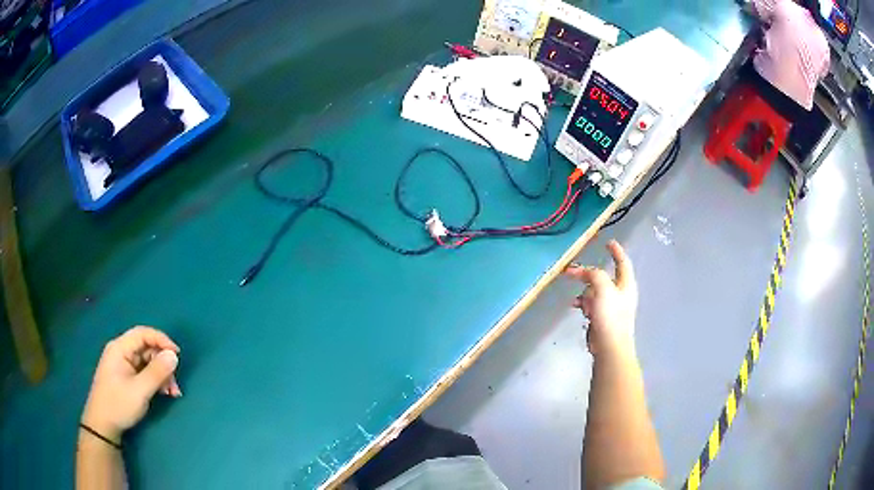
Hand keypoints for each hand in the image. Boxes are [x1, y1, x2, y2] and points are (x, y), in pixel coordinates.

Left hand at [81, 326, 181, 442]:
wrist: (103, 424)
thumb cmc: (118, 404)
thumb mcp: (139, 391)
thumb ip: (157, 372)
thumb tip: (174, 355)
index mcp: (120, 348)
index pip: (143, 334)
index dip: (161, 340)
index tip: (178, 355)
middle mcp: (121, 352)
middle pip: (147, 349)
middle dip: (163, 364)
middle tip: (175, 384)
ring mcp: (123, 365)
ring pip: (148, 362)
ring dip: (162, 375)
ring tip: (172, 394)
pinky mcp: (126, 377)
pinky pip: (145, 372)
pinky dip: (156, 381)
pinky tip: (164, 394)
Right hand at [565, 241, 637, 357]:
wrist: (610, 346)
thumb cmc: (611, 315)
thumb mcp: (603, 288)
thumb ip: (594, 274)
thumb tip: (585, 271)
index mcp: (626, 284)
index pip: (623, 262)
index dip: (616, 251)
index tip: (609, 242)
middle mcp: (620, 293)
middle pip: (604, 277)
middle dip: (589, 275)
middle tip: (573, 271)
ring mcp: (611, 306)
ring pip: (594, 291)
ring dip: (584, 293)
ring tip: (577, 300)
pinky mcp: (602, 318)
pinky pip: (591, 304)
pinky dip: (583, 304)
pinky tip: (575, 307)